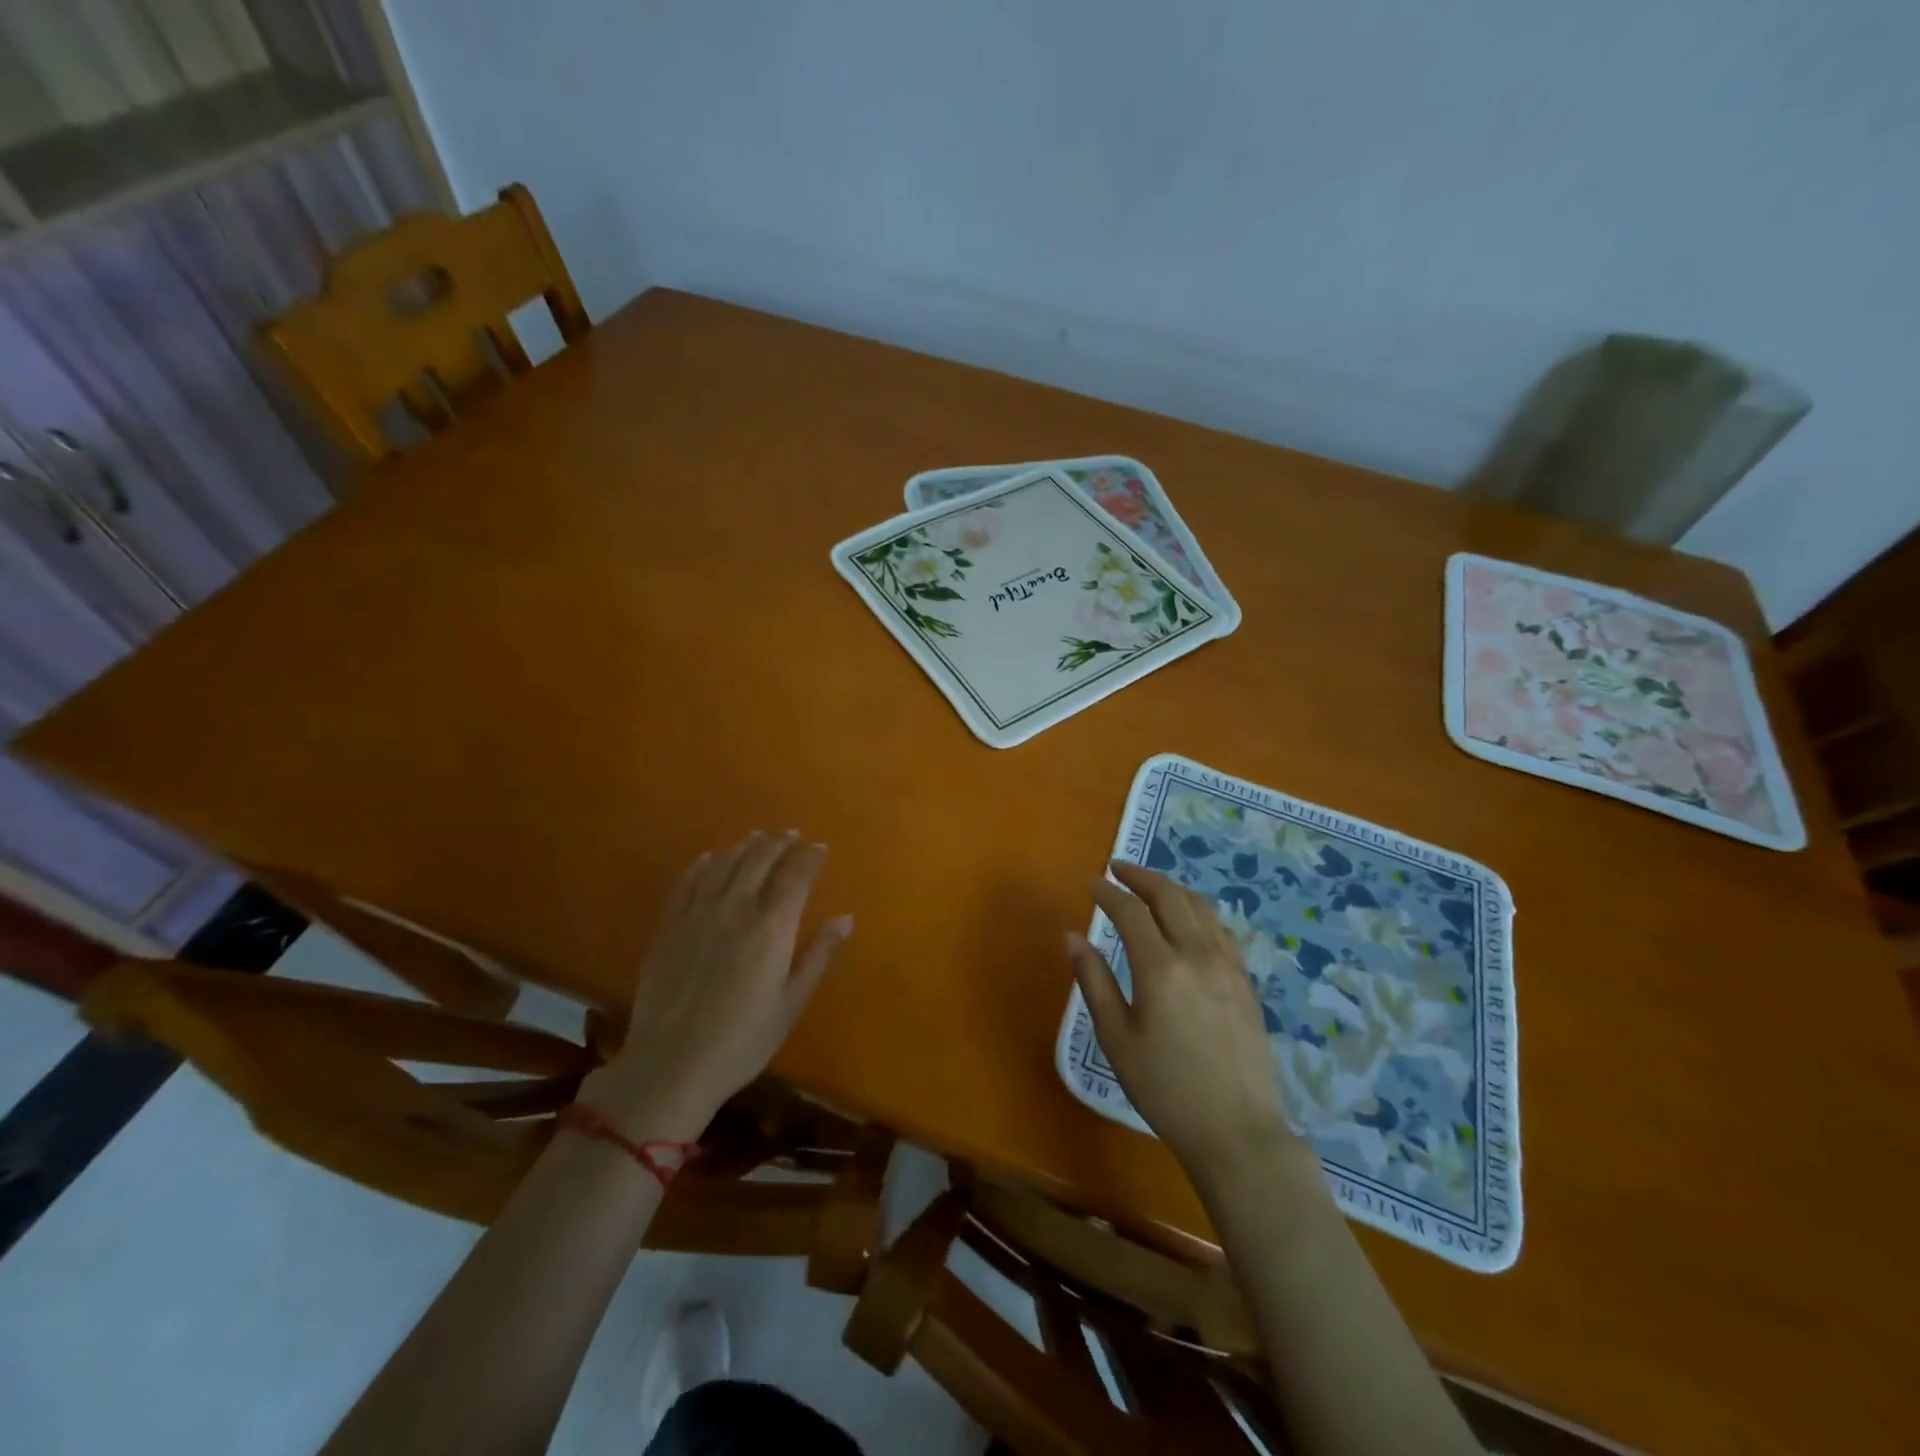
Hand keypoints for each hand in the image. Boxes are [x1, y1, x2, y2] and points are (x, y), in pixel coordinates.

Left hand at [582, 831, 852, 1139]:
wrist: (672, 1064)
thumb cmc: (743, 1040)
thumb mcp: (791, 1003)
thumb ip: (818, 956)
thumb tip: (845, 919)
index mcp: (772, 927)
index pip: (796, 877)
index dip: (810, 858)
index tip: (820, 848)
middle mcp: (736, 908)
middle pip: (759, 861)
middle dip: (778, 843)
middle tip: (790, 835)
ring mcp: (697, 914)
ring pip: (723, 865)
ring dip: (743, 847)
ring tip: (756, 838)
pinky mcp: (668, 927)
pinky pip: (686, 884)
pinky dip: (701, 866)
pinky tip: (709, 859)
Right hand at [1067, 860, 1303, 1182]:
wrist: (1237, 1131)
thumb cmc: (1165, 1089)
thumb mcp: (1116, 1038)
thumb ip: (1093, 981)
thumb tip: (1072, 936)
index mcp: (1161, 967)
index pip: (1130, 911)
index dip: (1107, 892)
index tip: (1090, 882)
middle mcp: (1198, 954)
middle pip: (1169, 895)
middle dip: (1140, 876)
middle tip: (1117, 869)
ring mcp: (1228, 965)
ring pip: (1200, 906)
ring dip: (1171, 888)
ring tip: (1149, 887)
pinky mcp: (1245, 981)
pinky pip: (1220, 929)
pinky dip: (1197, 912)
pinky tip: (1187, 922)